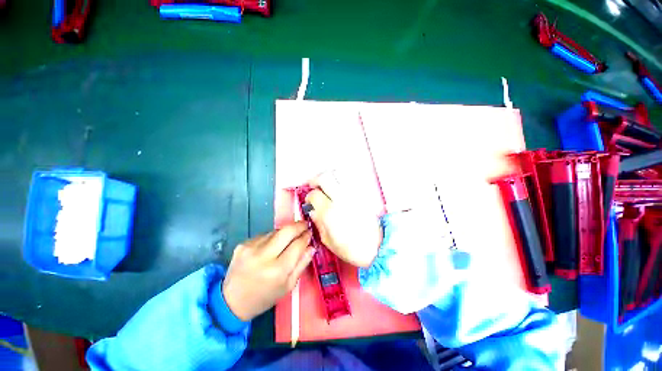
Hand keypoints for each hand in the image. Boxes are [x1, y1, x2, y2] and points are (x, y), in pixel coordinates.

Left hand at [223, 222, 313, 320]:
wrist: (231, 301)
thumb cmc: (264, 297)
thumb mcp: (288, 286)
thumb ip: (302, 264)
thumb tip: (312, 247)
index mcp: (278, 270)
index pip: (297, 245)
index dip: (306, 237)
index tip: (310, 232)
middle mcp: (264, 256)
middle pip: (286, 231)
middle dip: (299, 225)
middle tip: (305, 224)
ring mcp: (251, 248)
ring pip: (275, 231)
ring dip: (285, 232)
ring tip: (288, 238)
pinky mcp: (242, 244)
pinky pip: (264, 235)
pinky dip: (272, 238)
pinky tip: (271, 246)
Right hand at [305, 172, 382, 267]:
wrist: (377, 247)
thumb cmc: (351, 249)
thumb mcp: (328, 240)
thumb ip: (318, 223)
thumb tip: (313, 210)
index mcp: (330, 213)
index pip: (315, 194)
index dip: (309, 197)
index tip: (310, 201)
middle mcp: (341, 200)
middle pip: (325, 177)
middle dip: (316, 179)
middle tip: (313, 185)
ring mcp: (353, 195)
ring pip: (338, 173)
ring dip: (329, 176)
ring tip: (326, 184)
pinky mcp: (362, 194)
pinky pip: (350, 179)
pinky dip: (341, 179)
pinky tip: (339, 187)